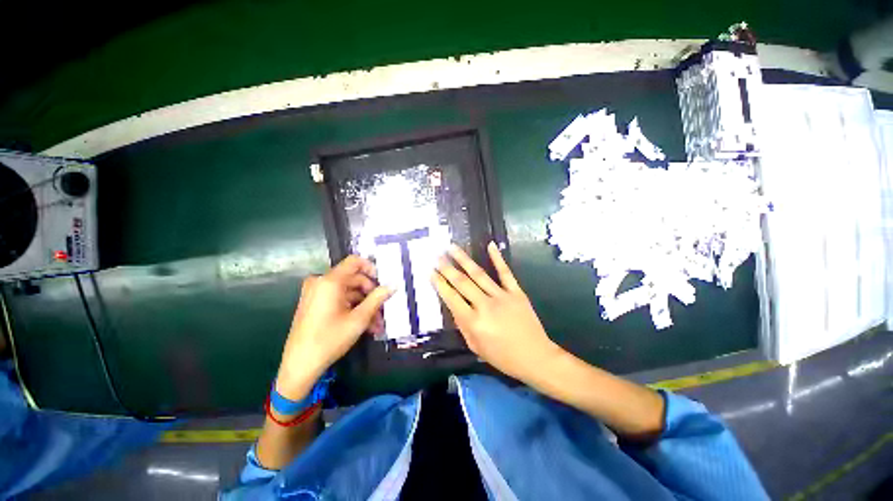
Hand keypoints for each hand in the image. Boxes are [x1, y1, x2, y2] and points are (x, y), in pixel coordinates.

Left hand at [276, 256, 392, 399]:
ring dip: (364, 305)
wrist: (300, 365)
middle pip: (354, 279)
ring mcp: (316, 293)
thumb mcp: (359, 318)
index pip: (355, 261)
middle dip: (371, 295)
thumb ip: (377, 298)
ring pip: (348, 292)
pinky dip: (352, 309)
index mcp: (330, 281)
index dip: (372, 268)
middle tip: (383, 310)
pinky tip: (365, 325)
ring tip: (376, 324)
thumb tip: (393, 285)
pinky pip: (338, 299)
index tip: (382, 283)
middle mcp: (321, 282)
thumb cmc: (330, 339)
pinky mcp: (314, 304)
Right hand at [432, 242, 561, 382]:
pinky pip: (505, 273)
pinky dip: (497, 258)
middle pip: (462, 283)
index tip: (430, 272)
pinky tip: (490, 245)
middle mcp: (485, 306)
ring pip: (479, 274)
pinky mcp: (516, 292)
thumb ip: (462, 325)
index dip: (439, 284)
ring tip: (452, 248)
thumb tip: (454, 305)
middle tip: (436, 256)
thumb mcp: (475, 346)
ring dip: (464, 259)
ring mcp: (502, 296)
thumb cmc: (502, 356)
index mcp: (473, 322)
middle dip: (447, 268)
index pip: (451, 298)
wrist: (535, 357)